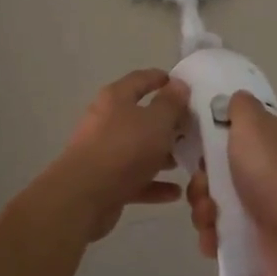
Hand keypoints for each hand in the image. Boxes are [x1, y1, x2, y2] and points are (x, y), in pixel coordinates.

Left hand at [50, 69, 190, 238]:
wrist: (84, 196)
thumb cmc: (125, 149)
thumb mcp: (157, 121)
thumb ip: (171, 103)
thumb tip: (179, 84)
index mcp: (116, 98)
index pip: (140, 79)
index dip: (161, 79)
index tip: (183, 85)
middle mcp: (106, 121)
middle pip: (140, 116)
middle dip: (167, 123)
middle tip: (192, 128)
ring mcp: (104, 152)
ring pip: (138, 149)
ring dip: (161, 154)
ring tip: (186, 160)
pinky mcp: (105, 182)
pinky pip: (135, 179)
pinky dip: (154, 183)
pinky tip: (176, 192)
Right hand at [185, 92, 276, 275]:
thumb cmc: (273, 169)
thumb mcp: (253, 123)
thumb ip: (240, 107)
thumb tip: (236, 98)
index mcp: (268, 140)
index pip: (230, 135)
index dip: (208, 142)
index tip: (197, 149)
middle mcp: (265, 171)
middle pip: (214, 174)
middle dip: (200, 184)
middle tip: (204, 188)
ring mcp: (260, 207)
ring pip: (213, 206)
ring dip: (203, 212)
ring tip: (211, 218)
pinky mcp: (255, 239)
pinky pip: (221, 236)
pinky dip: (212, 238)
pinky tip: (214, 239)